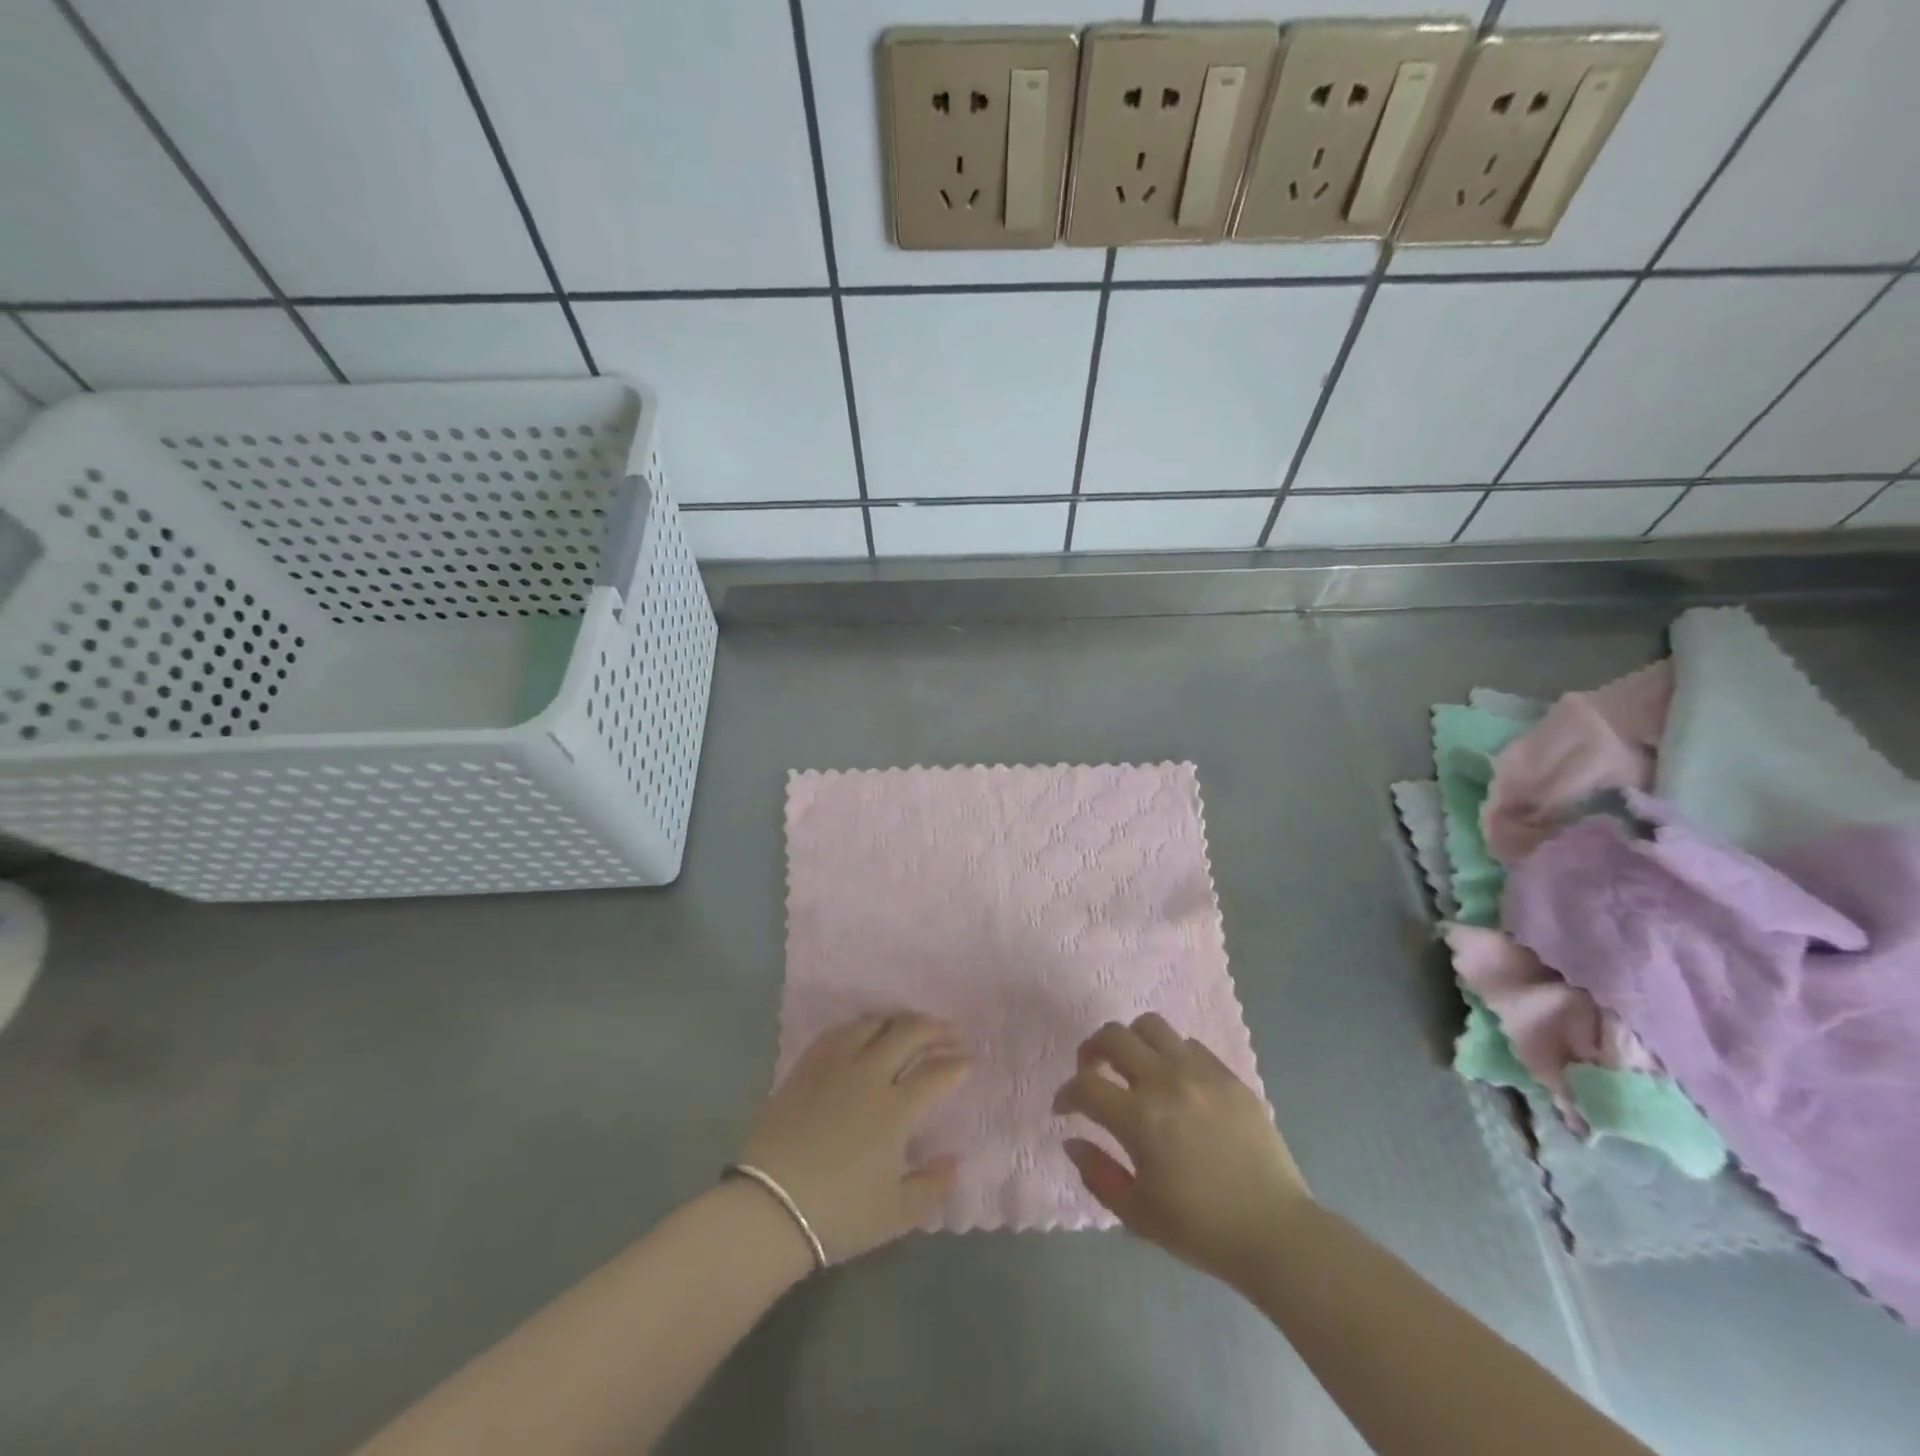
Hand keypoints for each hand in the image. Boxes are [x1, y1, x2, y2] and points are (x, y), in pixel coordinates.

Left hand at [739, 1013, 971, 1265]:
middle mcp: (869, 1075)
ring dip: (898, 1020)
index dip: (957, 1064)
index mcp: (896, 1109)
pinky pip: (838, 1032)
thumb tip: (955, 1162)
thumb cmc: (838, 1215)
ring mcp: (835, 1066)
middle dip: (936, 1028)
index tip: (969, 1061)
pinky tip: (864, 1033)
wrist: (768, 1208)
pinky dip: (860, 1027)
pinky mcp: (806, 1067)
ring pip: (873, 1024)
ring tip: (909, 1027)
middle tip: (950, 1033)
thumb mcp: (895, 1214)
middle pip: (908, 1033)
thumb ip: (932, 1186)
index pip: (936, 1073)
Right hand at [1054, 1013, 1309, 1286]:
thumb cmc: (1201, 1229)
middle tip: (1092, 1072)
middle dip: (1091, 1050)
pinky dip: (1170, 1054)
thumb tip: (1072, 1139)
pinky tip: (1174, 1081)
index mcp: (1139, 1118)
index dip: (1066, 1094)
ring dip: (1131, 1041)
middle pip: (1113, 1036)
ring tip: (1132, 1065)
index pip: (1086, 1085)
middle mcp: (1166, 1082)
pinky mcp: (1228, 1075)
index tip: (1065, 1108)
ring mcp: (1200, 1073)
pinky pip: (1189, 1044)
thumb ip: (1097, 1173)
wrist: (1275, 1232)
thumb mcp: (1137, 1215)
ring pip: (1151, 1026)